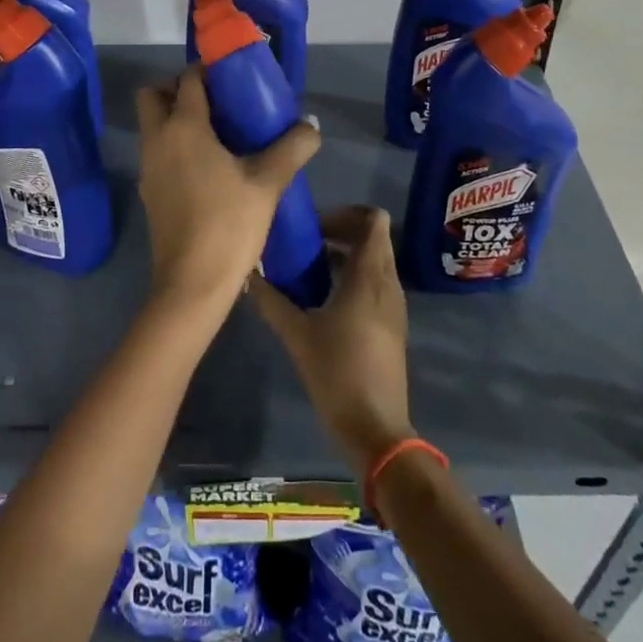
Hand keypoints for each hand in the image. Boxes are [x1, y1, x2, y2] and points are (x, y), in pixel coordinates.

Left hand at [135, 67, 319, 313]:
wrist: (192, 284)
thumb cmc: (229, 224)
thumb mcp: (268, 182)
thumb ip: (292, 148)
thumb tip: (310, 126)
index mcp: (183, 127)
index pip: (188, 80)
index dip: (208, 70)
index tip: (234, 75)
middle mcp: (158, 140)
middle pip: (154, 95)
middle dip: (179, 89)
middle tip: (218, 102)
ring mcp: (148, 167)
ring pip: (153, 125)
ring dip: (177, 118)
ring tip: (220, 134)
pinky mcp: (149, 192)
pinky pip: (158, 152)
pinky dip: (176, 145)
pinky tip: (210, 166)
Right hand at [250, 206, 414, 476]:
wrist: (376, 428)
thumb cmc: (337, 373)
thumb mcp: (297, 335)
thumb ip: (271, 301)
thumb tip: (248, 274)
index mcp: (369, 276)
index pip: (374, 220)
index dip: (346, 213)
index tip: (315, 226)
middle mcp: (387, 283)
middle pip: (373, 237)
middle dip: (341, 232)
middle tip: (306, 243)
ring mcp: (394, 305)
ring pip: (375, 261)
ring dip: (346, 255)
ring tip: (309, 268)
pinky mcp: (392, 324)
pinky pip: (375, 283)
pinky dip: (353, 277)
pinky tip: (323, 297)